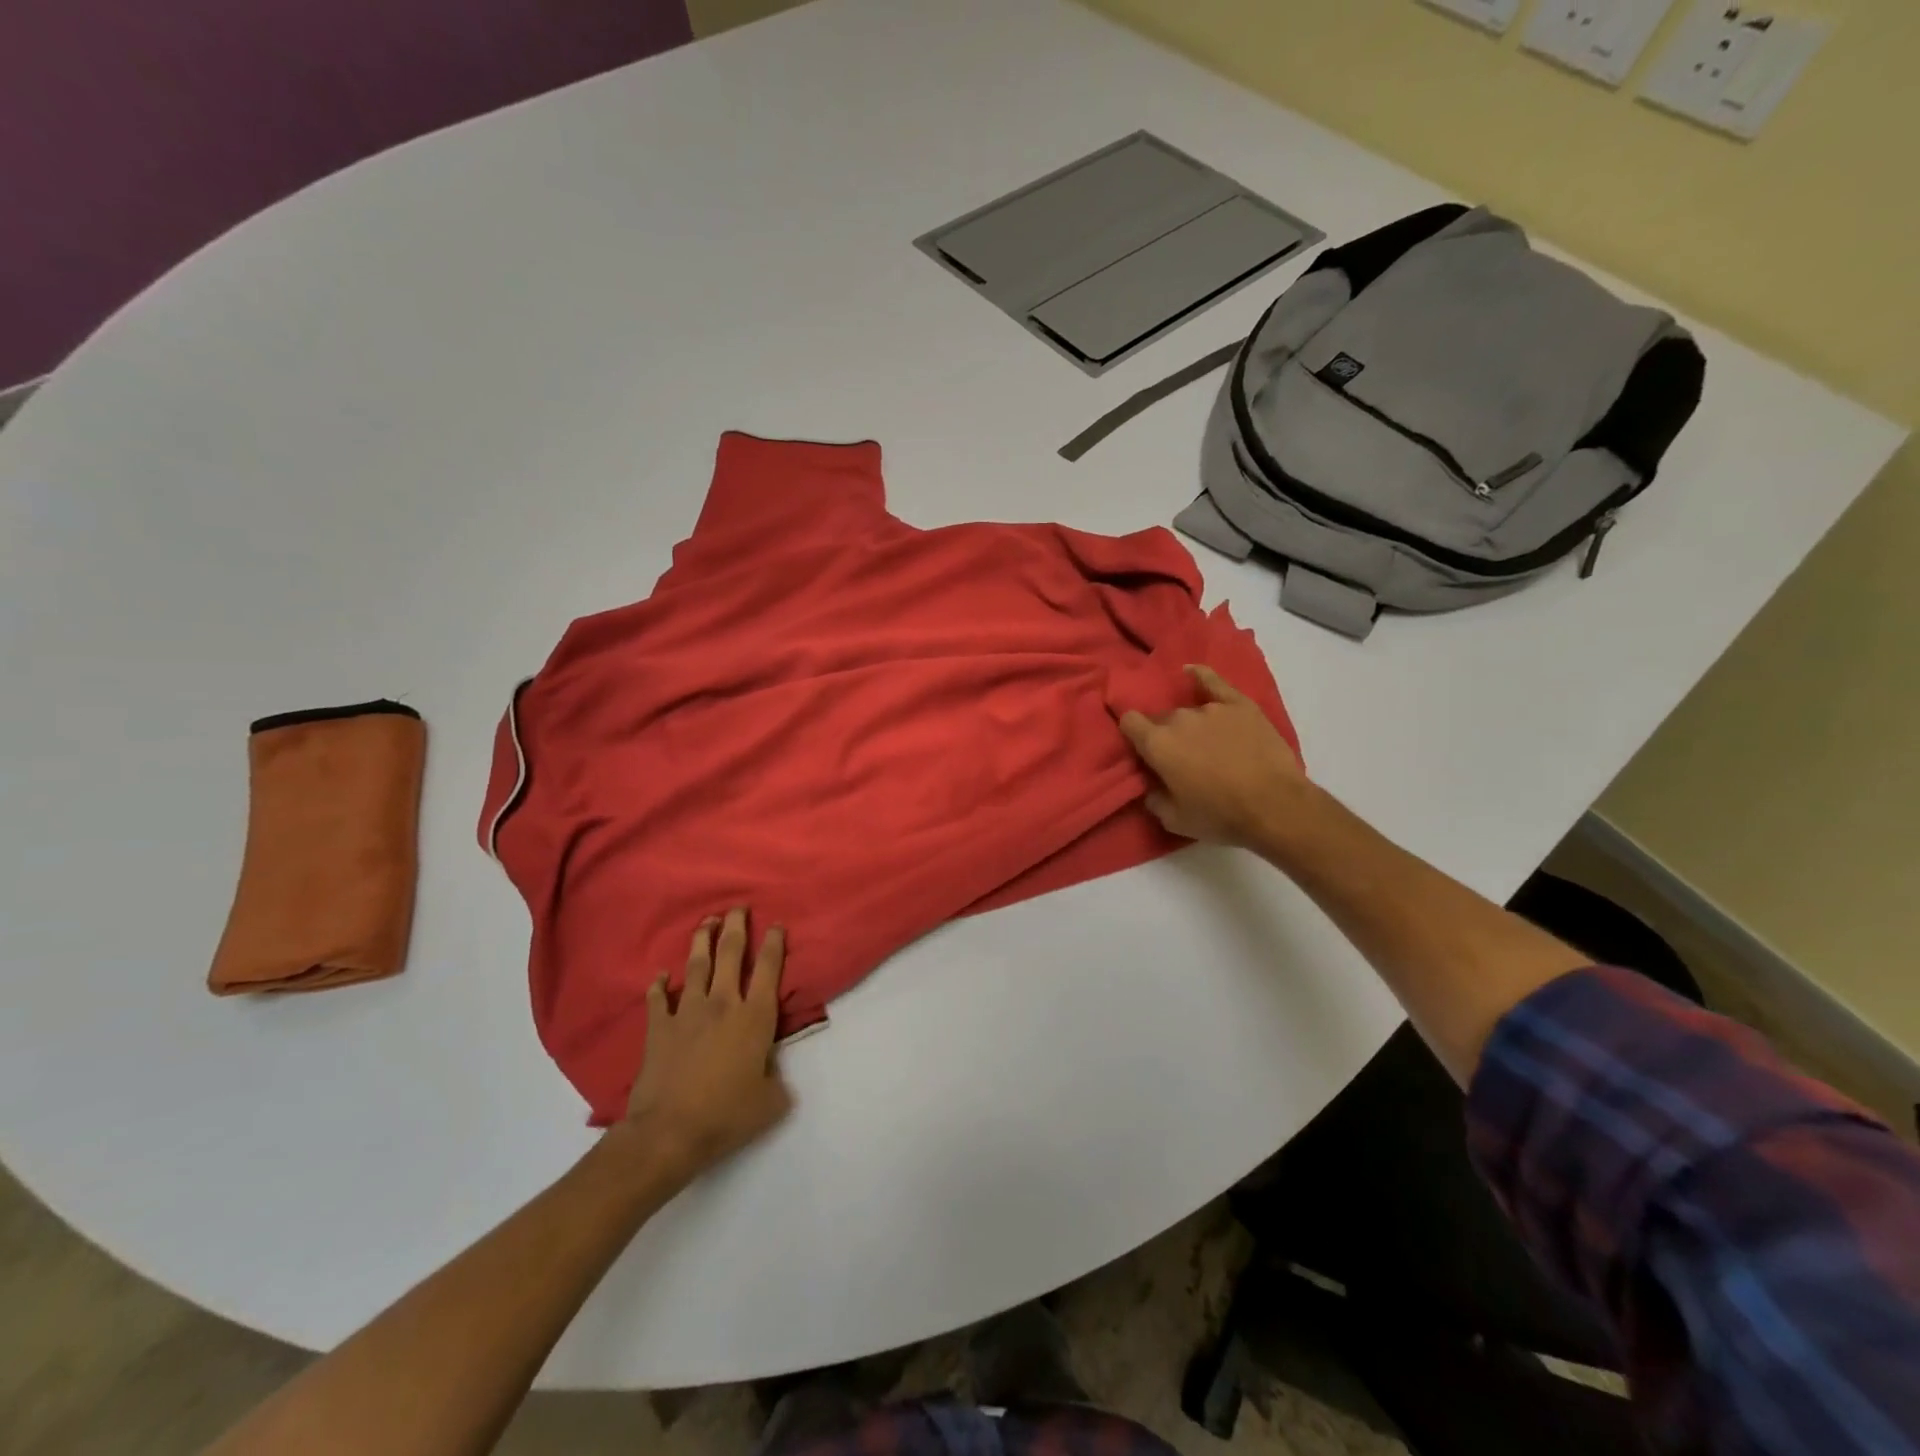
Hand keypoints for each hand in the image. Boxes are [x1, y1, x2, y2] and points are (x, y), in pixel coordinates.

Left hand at [623, 907, 792, 1177]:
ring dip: (702, 941)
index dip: (775, 944)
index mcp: (755, 1017)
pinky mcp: (659, 1027)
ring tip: (707, 922)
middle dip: (737, 927)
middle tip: (738, 907)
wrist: (669, 1132)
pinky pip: (658, 998)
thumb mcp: (770, 1101)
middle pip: (731, 954)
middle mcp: (723, 1004)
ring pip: (697, 966)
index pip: (769, 970)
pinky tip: (660, 975)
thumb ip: (776, 1078)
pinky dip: (659, 985)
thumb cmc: (726, 1115)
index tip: (777, 925)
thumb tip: (771, 1071)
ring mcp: (687, 1012)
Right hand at [1119, 664, 1307, 849]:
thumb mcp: (1174, 820)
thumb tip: (1150, 784)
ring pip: (1188, 710)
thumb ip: (1153, 798)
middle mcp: (1179, 718)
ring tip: (1206, 744)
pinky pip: (1213, 682)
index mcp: (1157, 744)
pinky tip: (1192, 673)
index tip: (1140, 748)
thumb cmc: (1220, 815)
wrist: (1275, 806)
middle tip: (1180, 757)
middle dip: (1164, 734)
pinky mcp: (1240, 705)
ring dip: (1190, 725)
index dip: (1131, 733)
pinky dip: (1200, 677)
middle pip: (1161, 718)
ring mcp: (1211, 708)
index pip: (1129, 721)